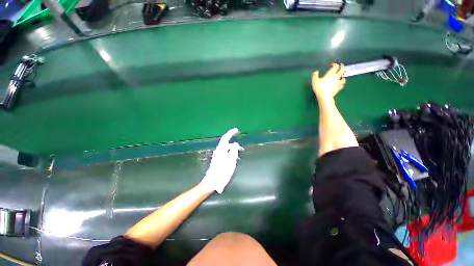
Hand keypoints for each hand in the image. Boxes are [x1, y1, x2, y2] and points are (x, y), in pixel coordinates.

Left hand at [201, 128, 243, 193]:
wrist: (212, 182)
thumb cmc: (222, 172)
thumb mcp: (231, 162)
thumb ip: (233, 151)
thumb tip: (235, 144)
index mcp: (221, 150)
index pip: (226, 138)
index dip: (231, 133)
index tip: (236, 130)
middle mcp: (218, 151)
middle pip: (226, 143)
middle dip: (234, 144)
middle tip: (242, 149)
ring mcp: (217, 155)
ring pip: (226, 149)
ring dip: (233, 150)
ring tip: (239, 156)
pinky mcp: (217, 159)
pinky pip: (225, 153)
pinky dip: (230, 153)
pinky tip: (234, 159)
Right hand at [312, 63, 345, 99]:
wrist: (324, 96)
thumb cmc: (319, 88)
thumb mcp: (314, 81)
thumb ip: (315, 75)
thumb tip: (316, 71)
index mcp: (331, 74)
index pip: (335, 66)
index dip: (335, 64)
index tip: (332, 64)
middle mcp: (336, 77)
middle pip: (342, 70)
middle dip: (342, 67)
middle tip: (341, 65)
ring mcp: (338, 83)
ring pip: (344, 77)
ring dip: (343, 75)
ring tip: (342, 75)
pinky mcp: (338, 88)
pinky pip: (342, 84)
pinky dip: (342, 83)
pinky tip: (340, 83)